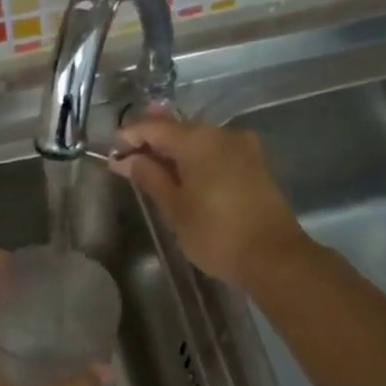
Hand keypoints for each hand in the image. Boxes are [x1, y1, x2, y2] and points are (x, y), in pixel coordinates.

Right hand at [109, 115, 309, 286]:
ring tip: (150, 164)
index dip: (130, 136)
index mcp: (199, 140)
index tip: (111, 149)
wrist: (274, 257)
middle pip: (179, 129)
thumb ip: (149, 178)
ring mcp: (243, 147)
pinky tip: (181, 173)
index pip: (155, 128)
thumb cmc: (216, 234)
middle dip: (152, 139)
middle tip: (127, 153)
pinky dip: (195, 158)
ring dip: (174, 149)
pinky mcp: (254, 164)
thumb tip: (127, 160)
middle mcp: (222, 134)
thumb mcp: (174, 208)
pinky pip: (215, 151)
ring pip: (199, 139)